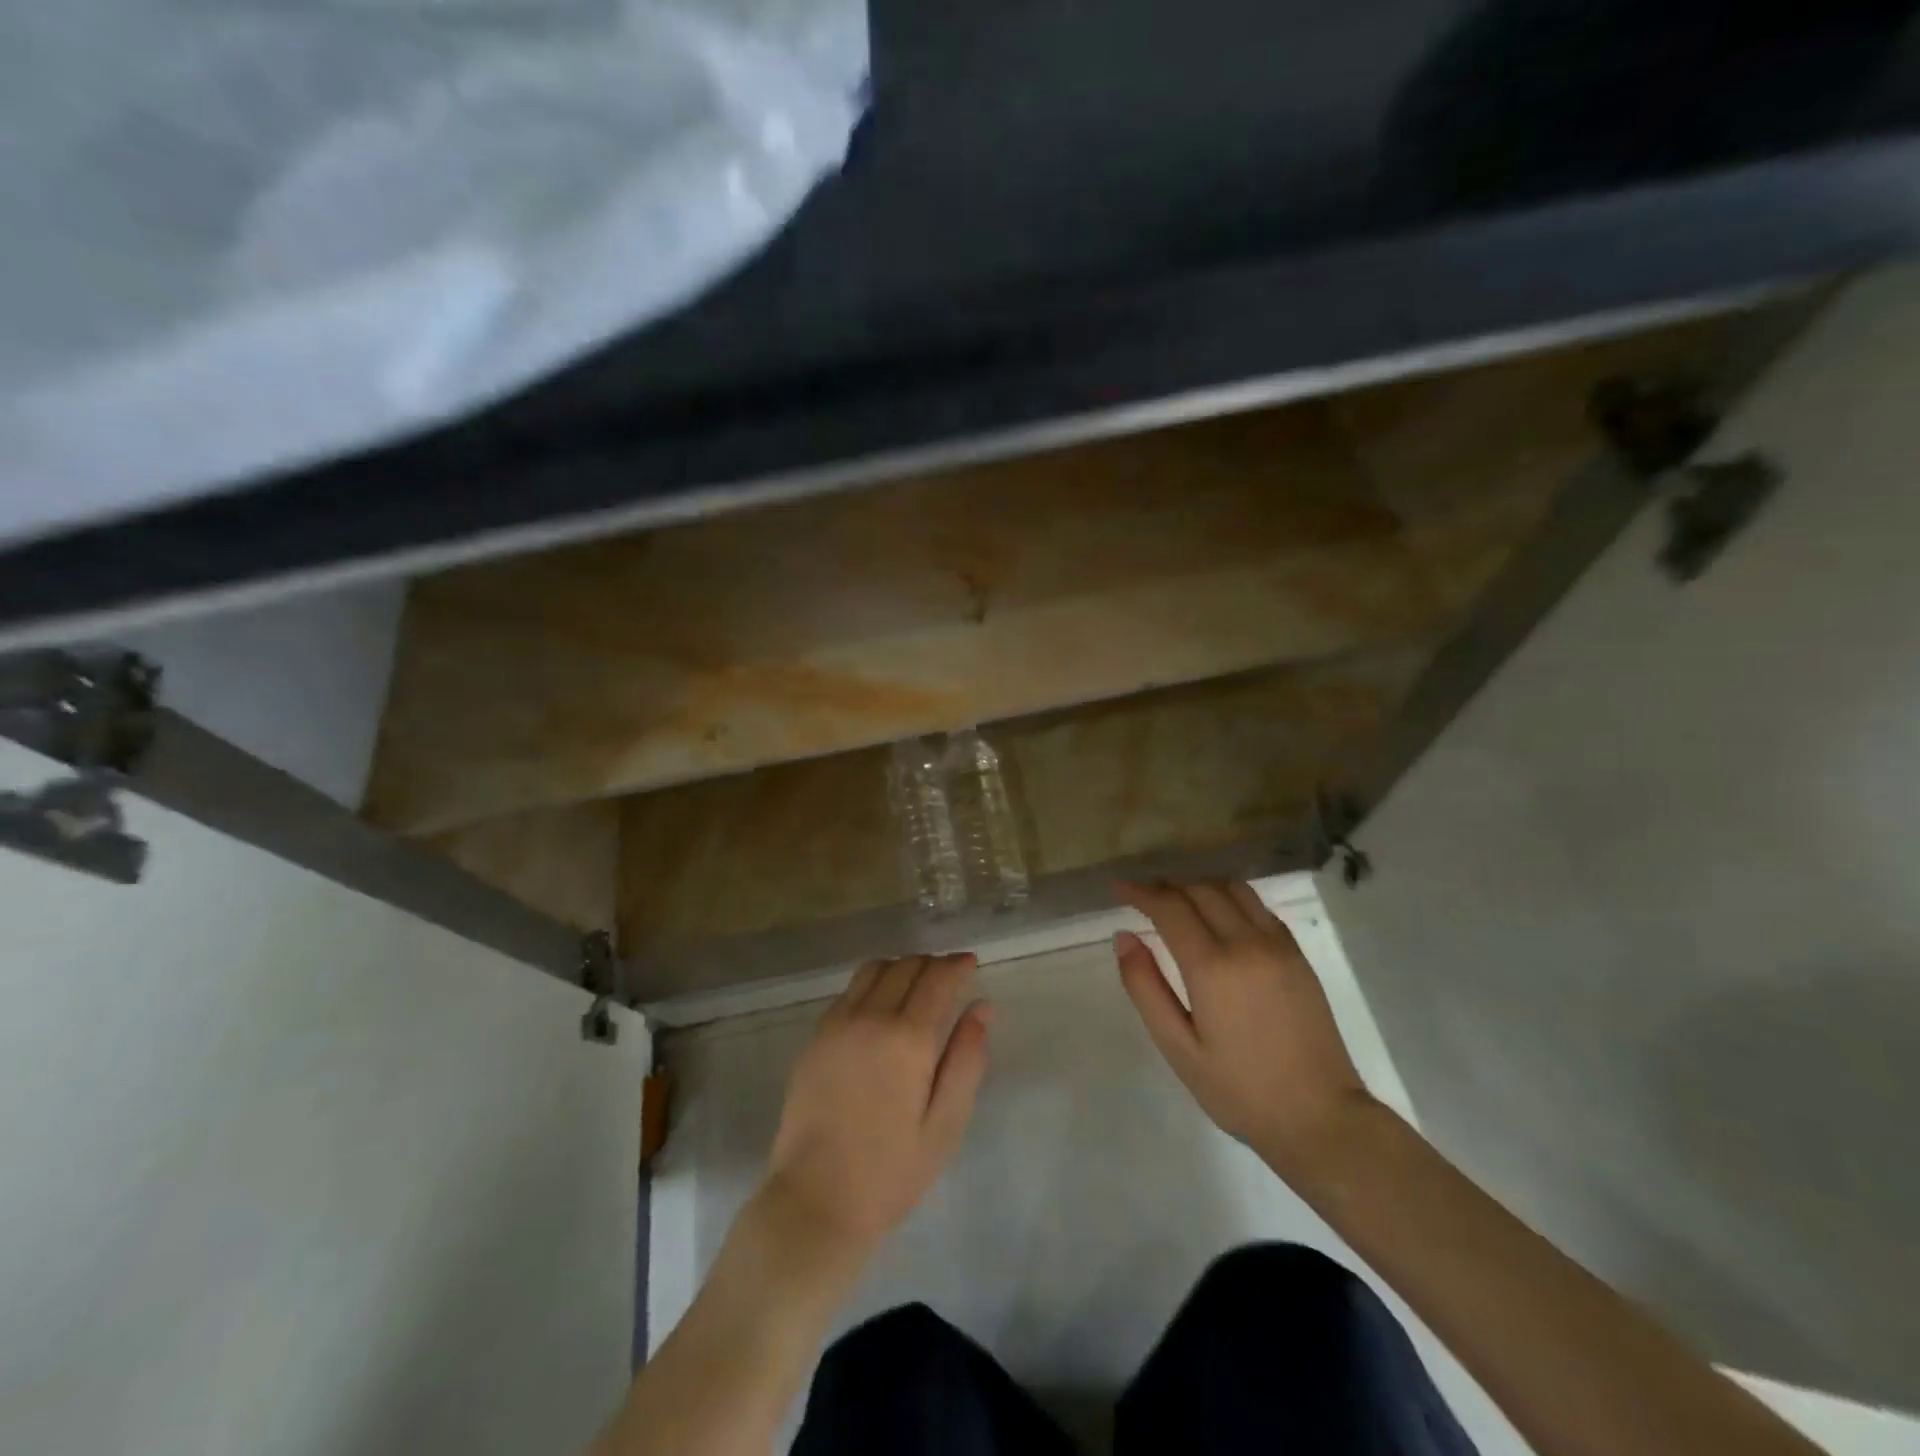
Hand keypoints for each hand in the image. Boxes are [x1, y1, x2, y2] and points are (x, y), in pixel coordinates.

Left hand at [762, 953, 990, 1260]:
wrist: (815, 1199)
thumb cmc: (891, 1171)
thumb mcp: (945, 1125)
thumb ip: (966, 1060)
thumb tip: (982, 1007)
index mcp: (908, 1039)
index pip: (937, 978)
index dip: (957, 965)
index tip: (970, 963)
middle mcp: (871, 1017)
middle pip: (906, 966)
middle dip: (932, 964)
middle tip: (948, 978)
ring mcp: (837, 1024)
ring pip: (874, 969)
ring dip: (900, 967)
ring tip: (915, 986)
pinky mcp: (816, 1036)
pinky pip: (849, 991)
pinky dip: (872, 984)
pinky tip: (880, 1008)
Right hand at [1115, 880, 1373, 1173]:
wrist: (1321, 1117)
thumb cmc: (1240, 1090)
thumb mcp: (1178, 1047)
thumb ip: (1146, 988)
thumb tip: (1124, 937)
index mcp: (1213, 967)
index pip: (1170, 908)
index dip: (1140, 892)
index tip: (1118, 887)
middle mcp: (1247, 943)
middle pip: (1199, 890)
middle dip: (1165, 886)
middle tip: (1141, 895)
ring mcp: (1277, 946)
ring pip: (1231, 889)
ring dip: (1198, 884)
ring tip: (1176, 897)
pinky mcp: (1296, 954)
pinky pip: (1257, 905)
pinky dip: (1229, 896)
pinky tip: (1217, 912)